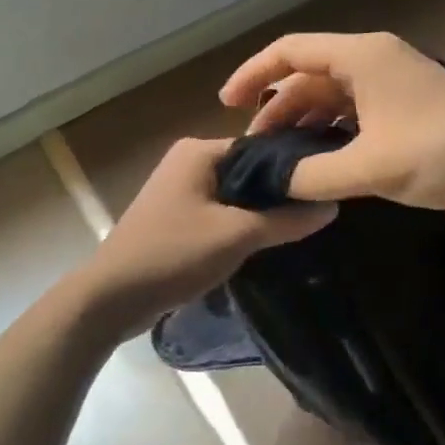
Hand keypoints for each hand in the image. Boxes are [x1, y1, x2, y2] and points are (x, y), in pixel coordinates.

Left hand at [77, 137, 335, 333]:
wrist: (113, 297)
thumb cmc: (174, 254)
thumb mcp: (237, 235)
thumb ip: (286, 220)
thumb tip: (332, 205)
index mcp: (199, 150)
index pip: (263, 146)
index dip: (295, 167)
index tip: (328, 187)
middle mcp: (188, 160)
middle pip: (250, 170)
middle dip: (280, 191)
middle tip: (321, 210)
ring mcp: (180, 189)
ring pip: (236, 193)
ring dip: (262, 210)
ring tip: (302, 226)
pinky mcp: (177, 216)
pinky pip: (221, 211)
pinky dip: (241, 223)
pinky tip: (267, 241)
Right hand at [219, 32, 444, 216]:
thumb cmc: (443, 153)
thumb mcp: (370, 167)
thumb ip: (313, 175)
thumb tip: (273, 183)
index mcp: (362, 57)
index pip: (290, 52)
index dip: (253, 74)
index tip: (226, 106)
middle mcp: (374, 62)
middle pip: (309, 77)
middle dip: (278, 110)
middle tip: (256, 152)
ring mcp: (393, 86)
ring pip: (332, 99)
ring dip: (305, 126)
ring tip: (281, 162)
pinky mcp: (407, 111)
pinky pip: (355, 116)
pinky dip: (332, 136)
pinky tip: (319, 165)